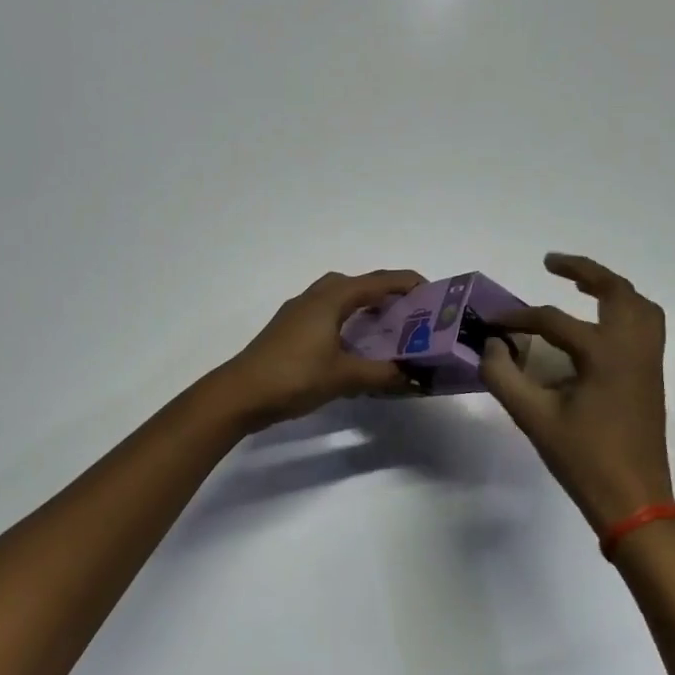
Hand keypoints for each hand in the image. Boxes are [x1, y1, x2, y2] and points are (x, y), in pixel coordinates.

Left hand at [213, 269, 425, 428]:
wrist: (240, 393)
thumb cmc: (294, 377)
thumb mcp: (344, 377)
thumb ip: (382, 374)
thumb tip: (414, 377)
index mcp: (330, 299)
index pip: (377, 281)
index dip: (407, 283)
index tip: (434, 293)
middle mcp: (314, 297)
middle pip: (357, 284)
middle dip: (385, 294)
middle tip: (410, 315)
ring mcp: (297, 313)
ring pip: (338, 299)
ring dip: (363, 308)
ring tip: (387, 331)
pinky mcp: (288, 330)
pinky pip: (326, 315)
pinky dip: (346, 323)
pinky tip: (354, 349)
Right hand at [480, 254, 672, 529]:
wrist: (634, 501)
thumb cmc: (583, 459)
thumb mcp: (534, 418)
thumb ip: (504, 376)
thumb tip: (491, 346)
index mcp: (604, 355)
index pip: (553, 321)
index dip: (518, 317)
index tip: (491, 322)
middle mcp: (632, 349)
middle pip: (617, 292)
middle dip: (585, 271)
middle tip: (551, 263)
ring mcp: (648, 362)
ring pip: (640, 307)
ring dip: (611, 288)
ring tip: (581, 285)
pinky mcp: (651, 377)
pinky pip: (645, 326)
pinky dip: (624, 310)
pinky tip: (598, 324)